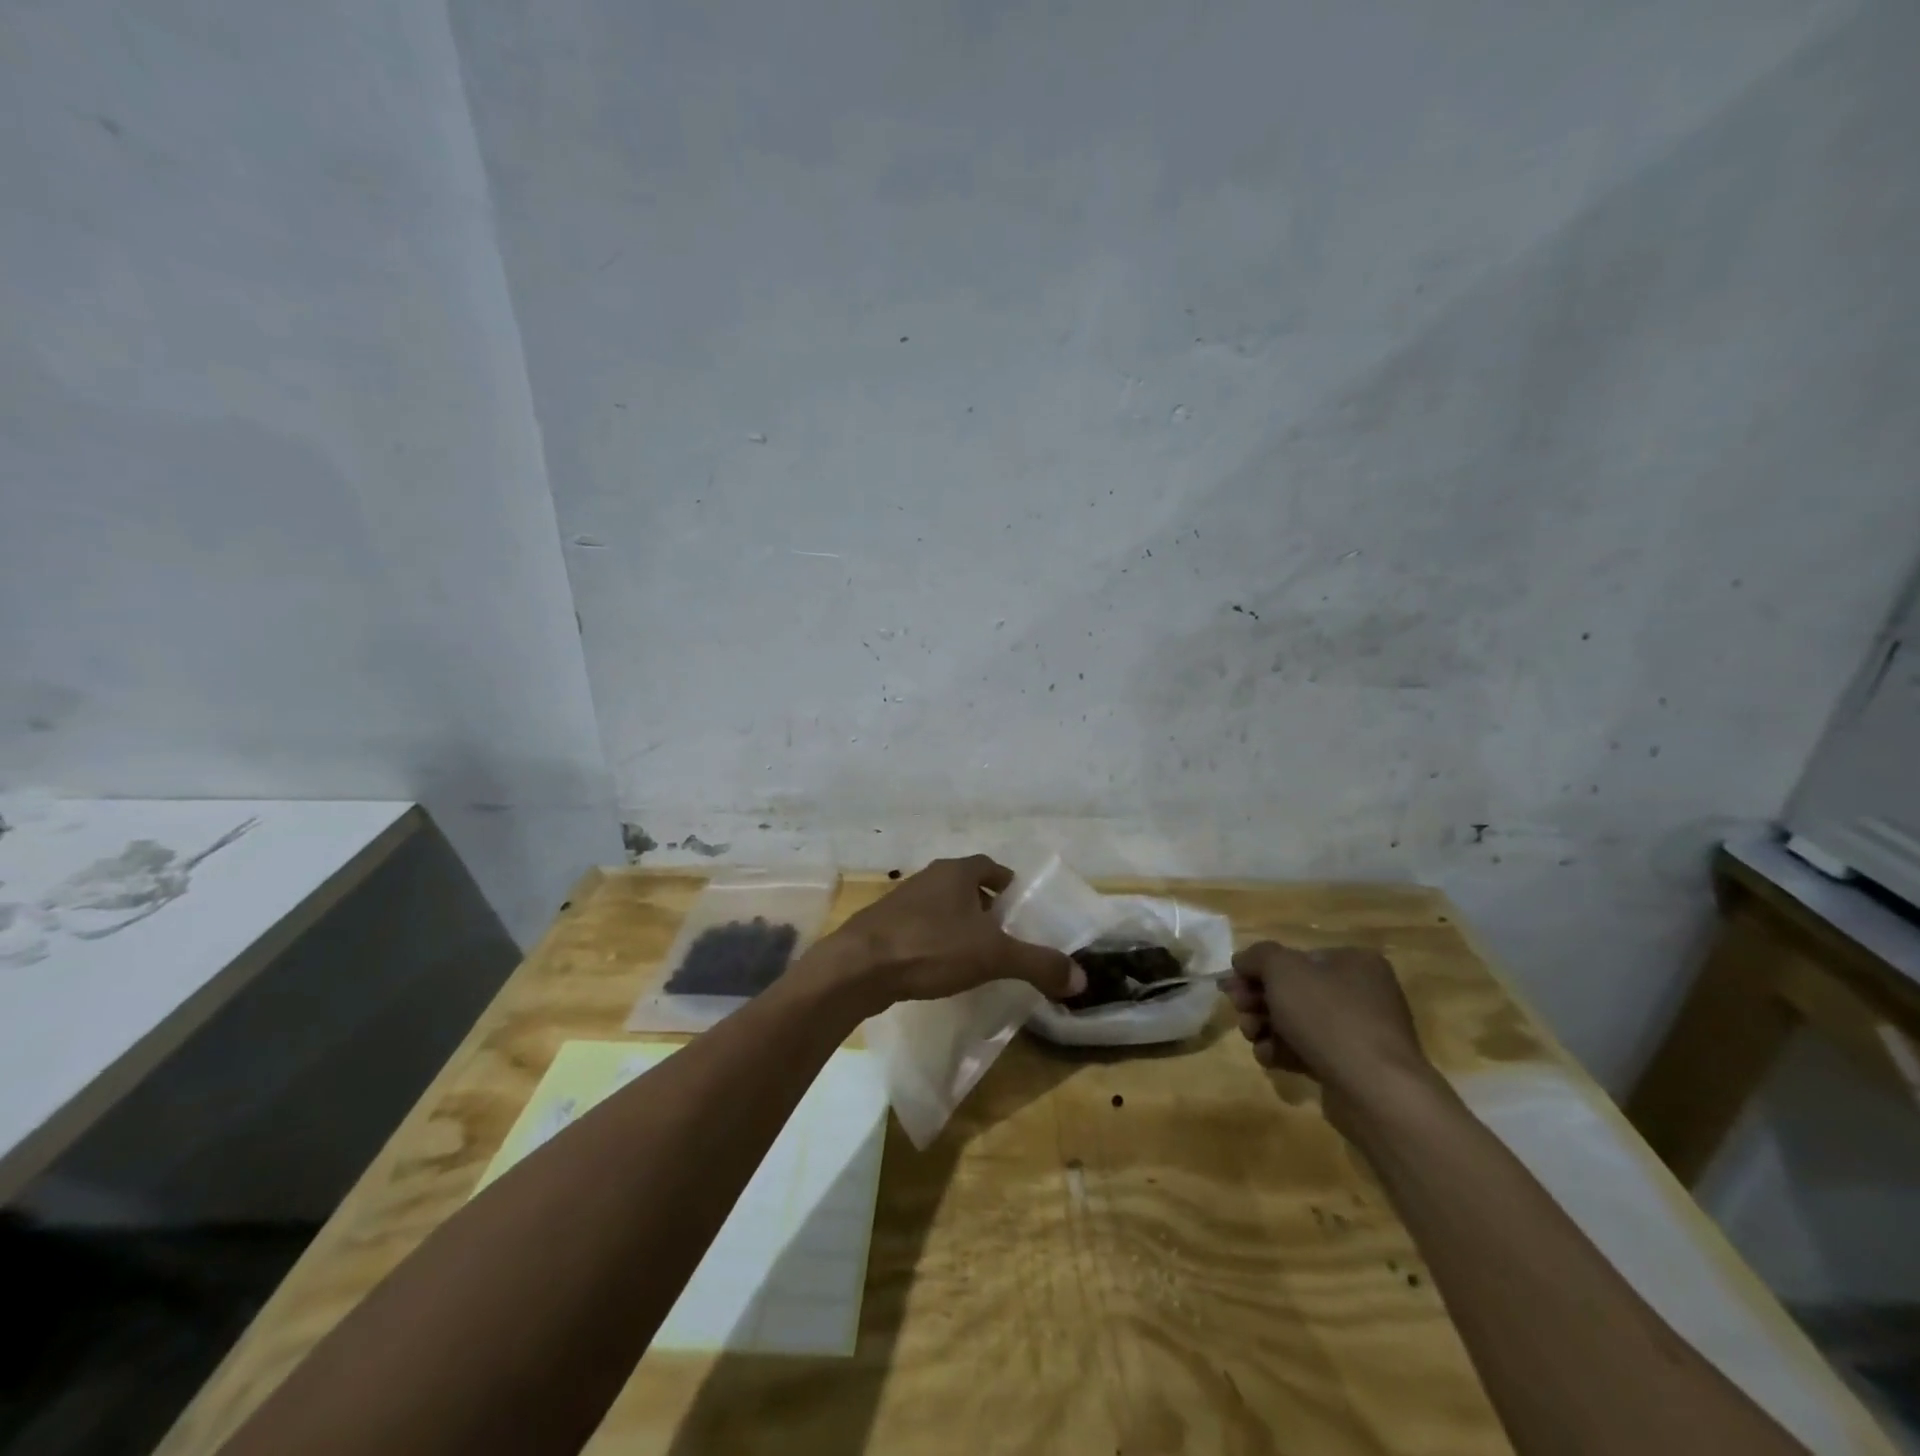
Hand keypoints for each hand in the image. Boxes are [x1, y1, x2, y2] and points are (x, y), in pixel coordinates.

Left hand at [802, 856, 1083, 1013]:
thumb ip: (1038, 964)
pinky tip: (938, 966)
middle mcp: (928, 878)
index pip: (989, 866)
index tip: (1018, 903)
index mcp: (957, 873)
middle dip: (984, 904)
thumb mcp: (993, 956)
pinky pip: (918, 926)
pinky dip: (934, 939)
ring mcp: (901, 900)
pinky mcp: (881, 925)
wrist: (859, 967)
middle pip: (964, 884)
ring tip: (973, 951)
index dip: (1006, 881)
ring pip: (939, 905)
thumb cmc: (931, 948)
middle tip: (1002, 931)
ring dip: (957, 922)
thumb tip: (1080, 978)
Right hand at [1224, 942, 1437, 1117]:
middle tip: (1239, 1009)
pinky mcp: (1351, 1067)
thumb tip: (1244, 961)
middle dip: (1258, 1000)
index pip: (1296, 957)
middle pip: (1293, 990)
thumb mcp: (1282, 969)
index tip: (1233, 986)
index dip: (1258, 969)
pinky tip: (1269, 1058)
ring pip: (1297, 1022)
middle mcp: (1362, 993)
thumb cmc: (1328, 1016)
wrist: (1374, 1090)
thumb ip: (1258, 956)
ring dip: (1265, 1026)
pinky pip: (1309, 1051)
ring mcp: (1359, 1033)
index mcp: (1354, 962)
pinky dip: (1283, 1051)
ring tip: (1251, 1036)